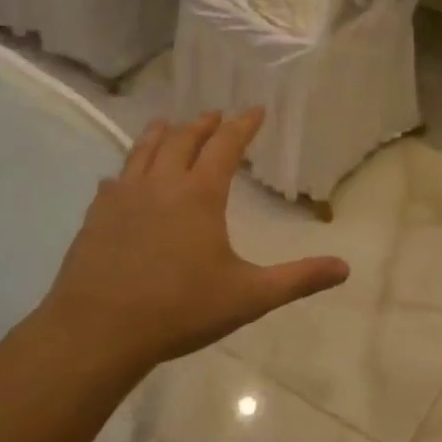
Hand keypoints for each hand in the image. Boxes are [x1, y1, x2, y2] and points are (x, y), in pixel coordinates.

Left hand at [34, 110, 348, 376]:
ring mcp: (123, 197)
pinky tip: (122, 177)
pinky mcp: (96, 215)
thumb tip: (344, 269)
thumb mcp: (249, 296)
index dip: (243, 125)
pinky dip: (127, 168)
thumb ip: (298, 279)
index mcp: (200, 194)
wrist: (97, 331)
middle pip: (183, 139)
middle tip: (216, 115)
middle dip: (204, 124)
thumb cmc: (179, 309)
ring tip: (169, 123)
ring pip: (144, 150)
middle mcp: (161, 184)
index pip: (225, 146)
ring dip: (162, 133)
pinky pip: (115, 179)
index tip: (255, 110)